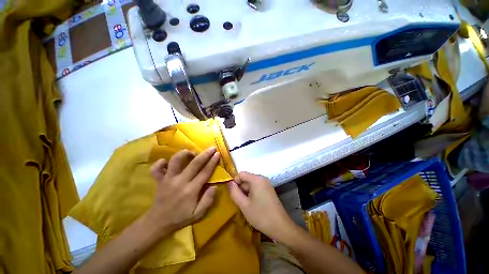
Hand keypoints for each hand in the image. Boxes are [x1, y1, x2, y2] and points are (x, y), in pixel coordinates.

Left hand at [144, 147, 220, 237]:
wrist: (158, 223)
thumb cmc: (180, 218)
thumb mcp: (198, 214)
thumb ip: (208, 200)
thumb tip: (215, 186)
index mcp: (191, 190)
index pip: (205, 172)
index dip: (212, 162)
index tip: (217, 154)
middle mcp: (180, 182)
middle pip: (194, 164)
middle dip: (205, 154)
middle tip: (211, 148)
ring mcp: (168, 179)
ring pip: (175, 161)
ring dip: (184, 153)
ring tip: (192, 153)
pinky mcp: (159, 180)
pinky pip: (156, 168)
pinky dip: (160, 162)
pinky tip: (166, 161)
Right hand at [228, 172, 297, 241]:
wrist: (280, 227)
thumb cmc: (261, 215)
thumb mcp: (244, 205)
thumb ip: (234, 192)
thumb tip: (229, 183)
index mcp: (256, 179)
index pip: (241, 174)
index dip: (235, 182)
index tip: (234, 195)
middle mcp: (262, 178)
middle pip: (246, 179)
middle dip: (241, 189)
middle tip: (241, 203)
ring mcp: (266, 184)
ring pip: (251, 184)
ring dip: (246, 193)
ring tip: (247, 205)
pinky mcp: (269, 190)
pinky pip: (256, 188)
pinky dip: (252, 194)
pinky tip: (253, 205)